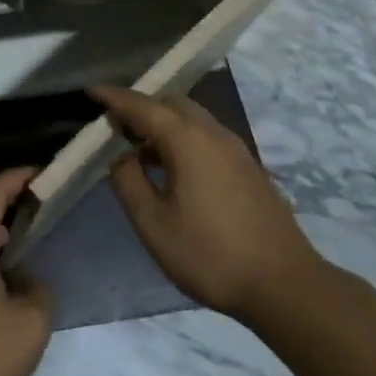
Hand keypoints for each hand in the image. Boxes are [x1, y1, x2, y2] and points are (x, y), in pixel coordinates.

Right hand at [95, 85, 326, 322]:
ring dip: (163, 122)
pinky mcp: (248, 168)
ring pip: (192, 118)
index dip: (114, 97)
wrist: (285, 285)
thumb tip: (120, 156)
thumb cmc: (210, 254)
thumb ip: (128, 182)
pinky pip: (207, 136)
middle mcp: (212, 133)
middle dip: (141, 106)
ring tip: (140, 147)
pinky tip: (174, 168)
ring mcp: (236, 149)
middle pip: (171, 103)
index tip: (90, 91)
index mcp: (186, 139)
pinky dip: (183, 137)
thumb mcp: (154, 224)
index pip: (142, 105)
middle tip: (115, 124)